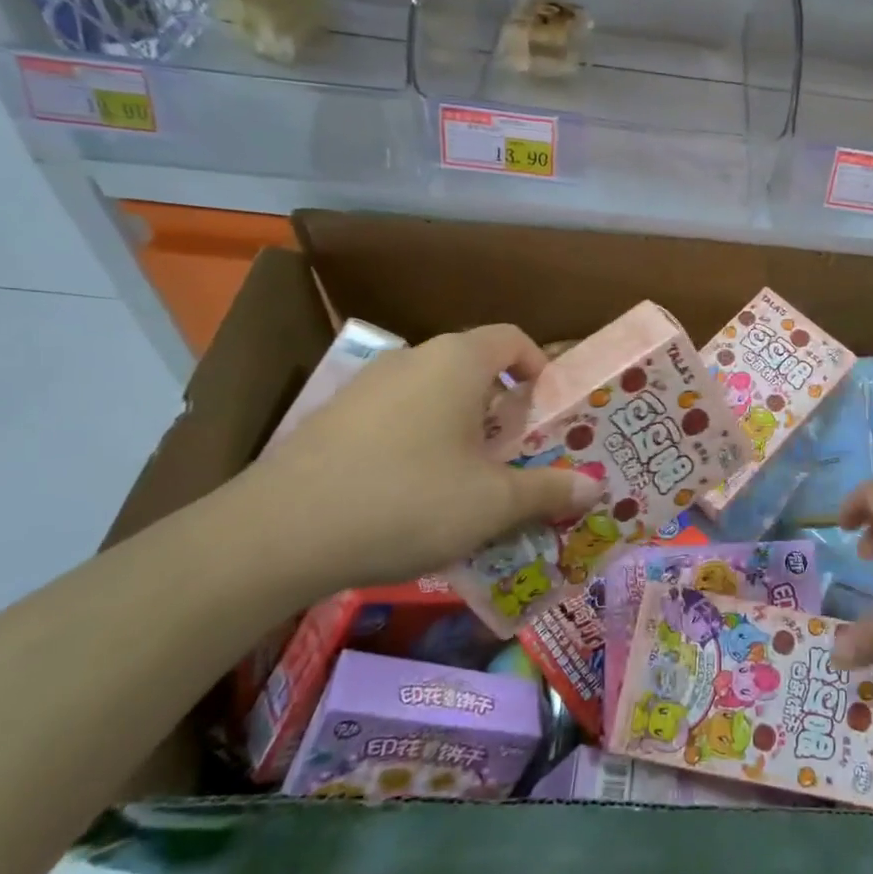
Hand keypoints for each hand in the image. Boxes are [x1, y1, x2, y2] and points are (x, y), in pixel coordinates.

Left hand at [231, 324, 601, 596]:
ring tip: (465, 480)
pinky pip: (395, 416)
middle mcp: (412, 358)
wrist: (276, 534)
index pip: (513, 338)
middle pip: (474, 367)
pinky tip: (409, 494)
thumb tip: (595, 486)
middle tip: (515, 456)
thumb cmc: (407, 501)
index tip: (548, 411)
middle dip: (502, 407)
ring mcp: (365, 386)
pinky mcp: (331, 417)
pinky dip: (417, 441)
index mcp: (457, 361)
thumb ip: (549, 490)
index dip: (540, 367)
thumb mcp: (492, 503)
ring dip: (460, 426)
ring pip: (433, 393)